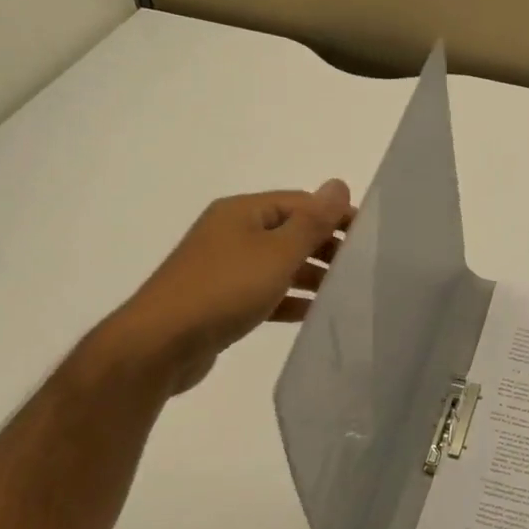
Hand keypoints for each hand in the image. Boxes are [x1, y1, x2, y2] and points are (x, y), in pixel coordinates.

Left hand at [96, 180, 352, 396]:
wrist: (159, 344)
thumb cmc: (223, 290)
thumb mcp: (276, 253)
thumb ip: (312, 222)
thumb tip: (339, 184)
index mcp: (242, 212)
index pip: (300, 203)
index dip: (335, 217)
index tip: (370, 239)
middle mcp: (232, 233)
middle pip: (290, 232)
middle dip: (325, 247)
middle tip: (361, 268)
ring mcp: (224, 268)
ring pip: (278, 264)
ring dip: (310, 275)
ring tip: (344, 292)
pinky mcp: (221, 300)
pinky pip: (265, 292)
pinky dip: (289, 299)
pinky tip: (313, 314)